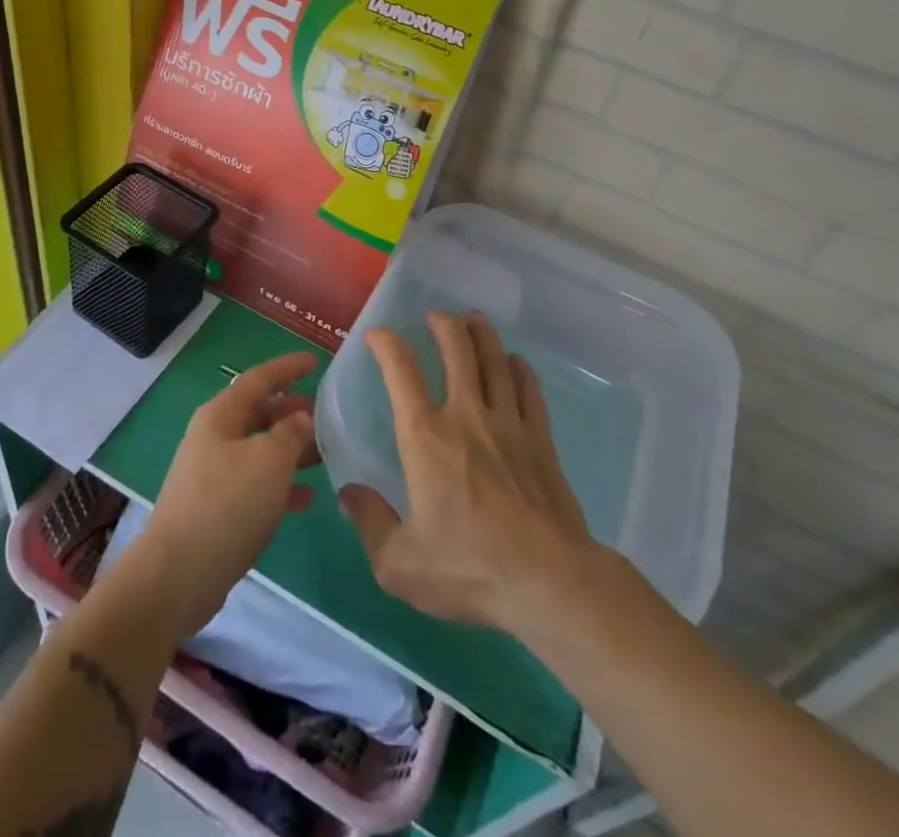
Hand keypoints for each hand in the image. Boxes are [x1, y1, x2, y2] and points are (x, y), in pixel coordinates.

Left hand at [134, 351, 318, 638]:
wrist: (177, 575)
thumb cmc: (227, 504)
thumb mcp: (269, 461)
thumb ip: (291, 433)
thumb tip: (301, 418)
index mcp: (221, 415)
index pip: (260, 378)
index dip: (288, 367)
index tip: (316, 360)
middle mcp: (214, 437)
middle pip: (259, 413)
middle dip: (292, 412)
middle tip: (326, 417)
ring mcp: (213, 474)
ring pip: (260, 450)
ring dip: (291, 450)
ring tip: (325, 456)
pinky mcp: (217, 508)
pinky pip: (256, 484)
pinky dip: (281, 485)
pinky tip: (307, 498)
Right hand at [339, 311, 595, 634]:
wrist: (550, 582)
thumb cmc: (470, 568)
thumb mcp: (400, 563)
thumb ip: (370, 523)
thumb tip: (349, 494)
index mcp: (426, 437)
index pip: (401, 372)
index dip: (387, 345)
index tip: (378, 335)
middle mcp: (466, 416)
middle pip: (457, 352)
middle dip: (444, 326)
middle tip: (437, 315)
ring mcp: (509, 425)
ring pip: (495, 363)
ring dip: (482, 336)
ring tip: (474, 320)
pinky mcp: (541, 441)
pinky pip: (530, 391)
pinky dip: (521, 370)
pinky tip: (516, 362)